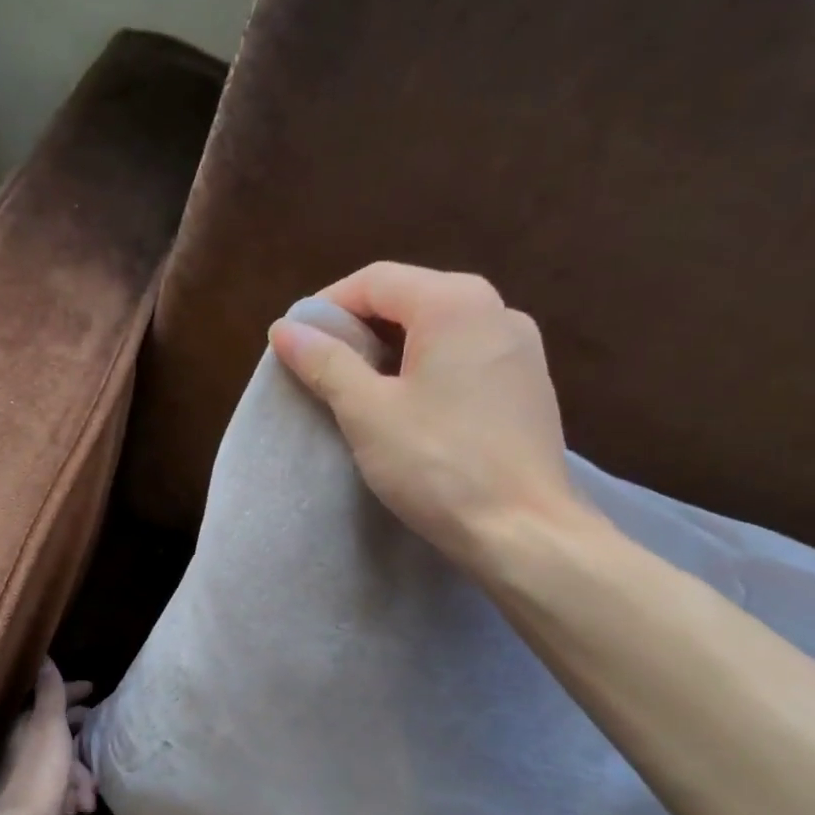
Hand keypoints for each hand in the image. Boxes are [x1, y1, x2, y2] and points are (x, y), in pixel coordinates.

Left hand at [0, 659, 96, 814]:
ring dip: (80, 777)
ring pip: (62, 767)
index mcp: (22, 727)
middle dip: (82, 739)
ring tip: (89, 794)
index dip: (72, 692)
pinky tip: (79, 810)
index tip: (93, 689)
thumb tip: (43, 657)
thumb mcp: (48, 726)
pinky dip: (72, 798)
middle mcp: (20, 750)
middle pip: (57, 734)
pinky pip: (60, 794)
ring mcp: (26, 781)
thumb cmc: (37, 775)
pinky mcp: (34, 809)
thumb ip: (49, 693)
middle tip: (104, 739)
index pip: (48, 700)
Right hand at [267, 262, 584, 571]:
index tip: (296, 341)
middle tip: (321, 366)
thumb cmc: (438, 465)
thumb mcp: (367, 411)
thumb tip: (285, 328)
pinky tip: (409, 406)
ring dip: (391, 348)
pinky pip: (464, 355)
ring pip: (439, 328)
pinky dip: (426, 367)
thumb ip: (325, 362)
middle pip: (410, 298)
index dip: (327, 306)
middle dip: (359, 327)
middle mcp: (496, 310)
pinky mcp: (528, 384)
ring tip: (358, 389)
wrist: (524, 533)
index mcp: (456, 304)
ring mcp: (520, 347)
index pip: (376, 280)